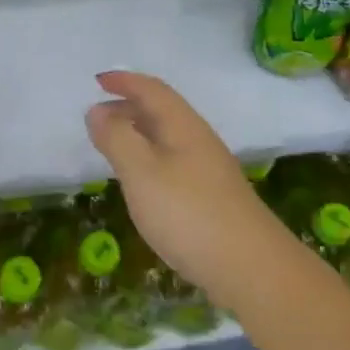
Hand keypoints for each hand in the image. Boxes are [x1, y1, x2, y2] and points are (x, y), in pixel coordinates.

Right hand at [84, 71, 279, 298]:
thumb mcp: (141, 173)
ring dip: (139, 132)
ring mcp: (209, 169)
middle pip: (162, 111)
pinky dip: (149, 157)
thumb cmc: (189, 214)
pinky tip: (142, 181)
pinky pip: (173, 160)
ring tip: (113, 145)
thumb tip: (98, 111)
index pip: (152, 90)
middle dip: (128, 106)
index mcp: (182, 126)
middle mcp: (198, 140)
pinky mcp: (212, 196)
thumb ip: (117, 139)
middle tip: (97, 116)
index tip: (98, 81)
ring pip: (168, 137)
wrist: (252, 268)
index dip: (125, 81)